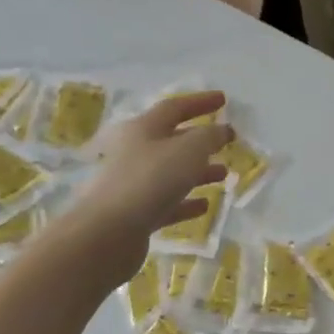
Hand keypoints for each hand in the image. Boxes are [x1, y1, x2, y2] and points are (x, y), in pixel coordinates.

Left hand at [68, 92, 231, 275]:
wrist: (107, 233)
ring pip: (170, 173)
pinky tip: (204, 206)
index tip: (223, 100)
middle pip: (171, 140)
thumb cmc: (150, 180)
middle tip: (226, 143)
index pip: (174, 107)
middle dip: (200, 141)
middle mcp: (133, 152)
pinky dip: (185, 202)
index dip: (200, 102)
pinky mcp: (133, 214)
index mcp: (142, 128)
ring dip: (197, 172)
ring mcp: (131, 184)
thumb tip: (222, 130)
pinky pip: (165, 203)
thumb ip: (209, 137)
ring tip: (223, 174)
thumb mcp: (189, 150)